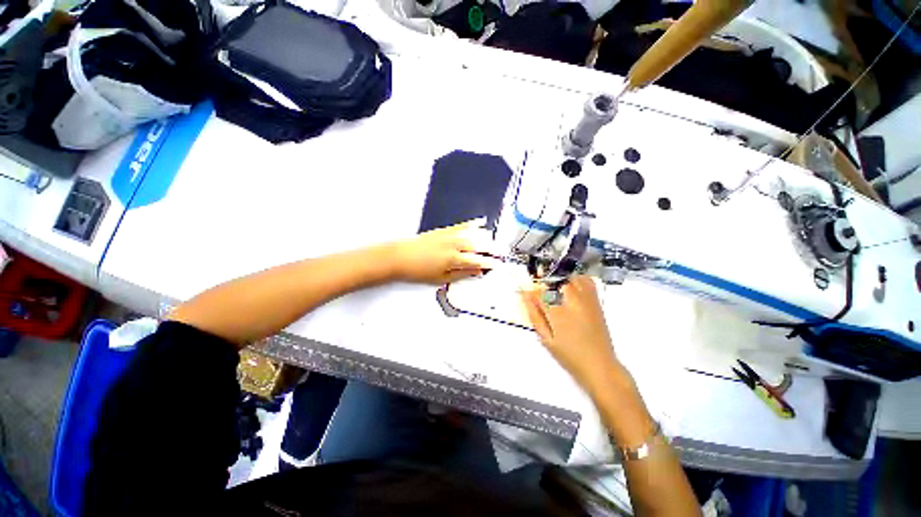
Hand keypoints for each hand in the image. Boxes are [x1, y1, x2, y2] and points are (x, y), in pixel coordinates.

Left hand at [390, 219, 504, 283]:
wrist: (400, 256)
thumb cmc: (419, 270)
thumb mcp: (441, 278)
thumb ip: (462, 274)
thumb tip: (477, 272)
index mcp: (454, 259)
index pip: (478, 261)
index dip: (490, 263)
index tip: (499, 264)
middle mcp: (454, 245)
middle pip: (479, 245)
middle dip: (494, 248)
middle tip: (504, 251)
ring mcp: (450, 235)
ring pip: (474, 233)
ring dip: (487, 236)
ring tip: (496, 241)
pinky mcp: (445, 229)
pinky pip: (462, 225)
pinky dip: (473, 223)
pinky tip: (481, 221)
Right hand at [521, 276, 627, 394]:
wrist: (599, 365)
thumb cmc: (569, 355)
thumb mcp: (546, 339)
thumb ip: (535, 316)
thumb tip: (525, 296)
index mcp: (558, 313)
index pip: (539, 292)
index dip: (531, 292)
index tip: (527, 294)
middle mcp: (572, 302)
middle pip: (555, 280)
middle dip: (545, 283)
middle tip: (541, 293)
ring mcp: (587, 300)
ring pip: (571, 277)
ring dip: (560, 279)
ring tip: (555, 289)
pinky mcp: (596, 302)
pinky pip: (587, 281)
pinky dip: (577, 279)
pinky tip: (571, 287)